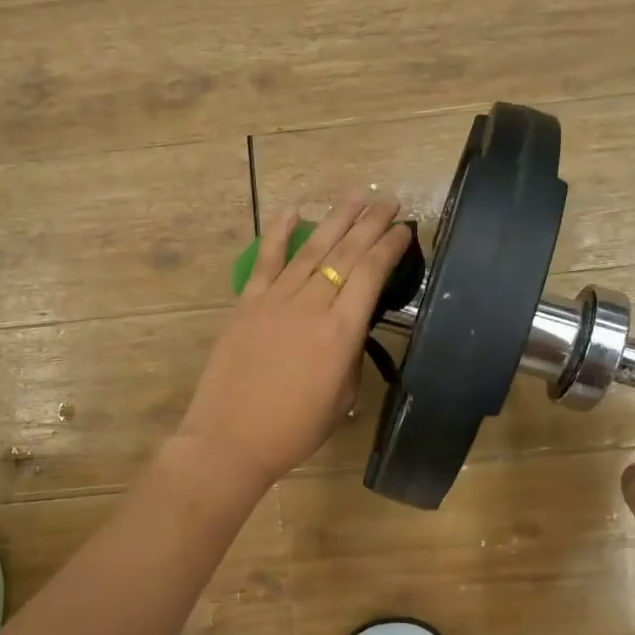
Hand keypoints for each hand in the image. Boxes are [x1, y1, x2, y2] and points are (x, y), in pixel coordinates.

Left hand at [176, 195, 412, 494]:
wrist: (230, 438)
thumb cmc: (293, 430)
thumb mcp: (341, 399)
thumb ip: (350, 357)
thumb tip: (348, 329)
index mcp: (341, 332)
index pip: (371, 274)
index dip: (389, 246)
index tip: (403, 228)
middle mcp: (311, 306)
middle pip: (346, 254)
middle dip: (370, 223)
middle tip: (388, 200)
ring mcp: (276, 300)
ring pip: (311, 250)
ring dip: (336, 220)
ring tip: (355, 196)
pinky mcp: (247, 303)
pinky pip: (266, 261)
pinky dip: (279, 234)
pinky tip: (292, 211)